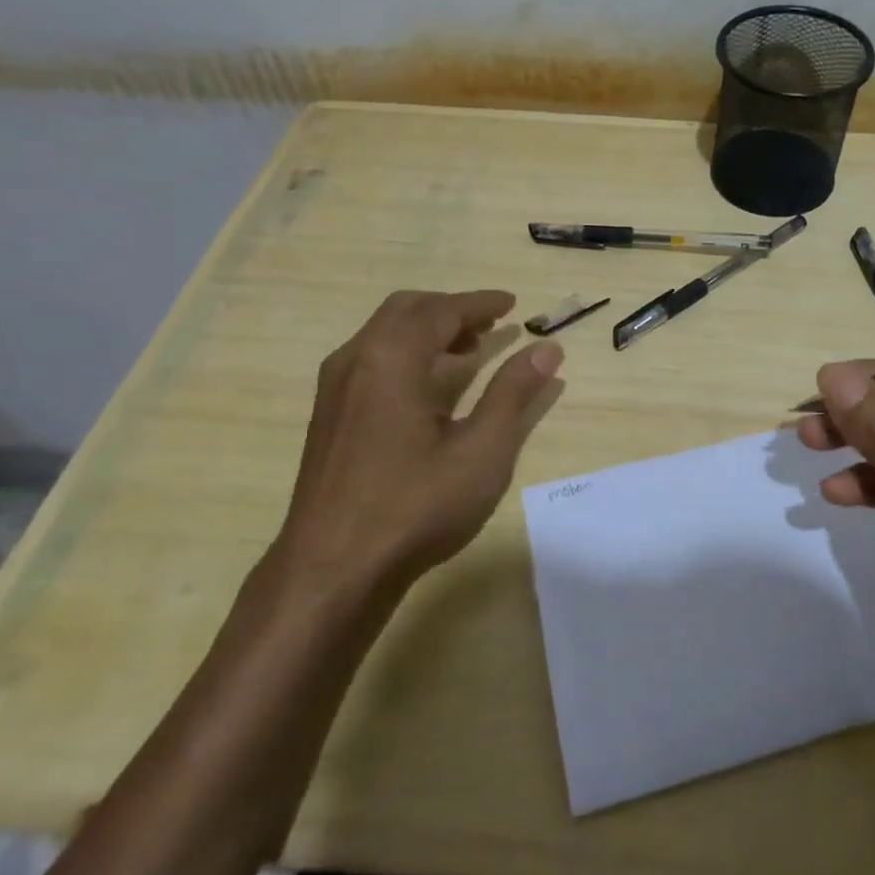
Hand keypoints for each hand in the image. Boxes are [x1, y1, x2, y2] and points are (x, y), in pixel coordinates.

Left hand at [278, 289, 564, 589]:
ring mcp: (334, 389)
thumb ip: (514, 393)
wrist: (331, 571)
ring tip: (468, 352)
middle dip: (452, 310)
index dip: (480, 303)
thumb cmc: (415, 506)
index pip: (441, 310)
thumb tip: (547, 348)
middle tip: (492, 325)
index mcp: (391, 358)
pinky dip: (406, 353)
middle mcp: (356, 360)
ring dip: (427, 331)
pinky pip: (370, 359)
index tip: (512, 303)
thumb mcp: (482, 450)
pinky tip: (429, 389)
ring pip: (384, 334)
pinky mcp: (327, 416)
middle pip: (406, 311)